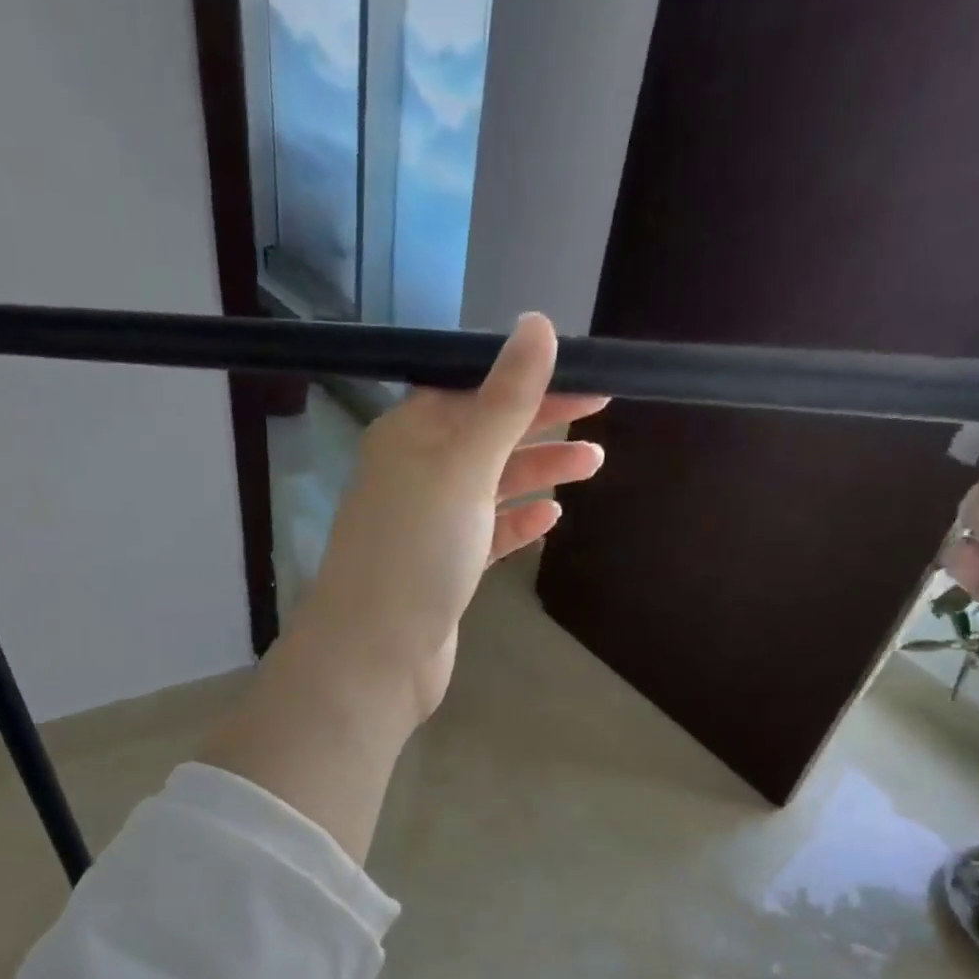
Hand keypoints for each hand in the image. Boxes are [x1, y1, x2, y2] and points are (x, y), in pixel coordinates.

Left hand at [292, 312, 607, 727]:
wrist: (376, 654)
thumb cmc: (417, 552)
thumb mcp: (464, 466)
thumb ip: (504, 400)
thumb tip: (537, 323)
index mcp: (409, 435)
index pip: (474, 388)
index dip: (530, 379)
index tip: (587, 376)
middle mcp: (414, 473)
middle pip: (485, 434)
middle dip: (541, 423)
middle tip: (602, 414)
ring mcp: (427, 525)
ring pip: (490, 486)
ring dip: (537, 472)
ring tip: (592, 467)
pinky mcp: (441, 569)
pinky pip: (485, 534)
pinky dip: (516, 522)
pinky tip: (549, 520)